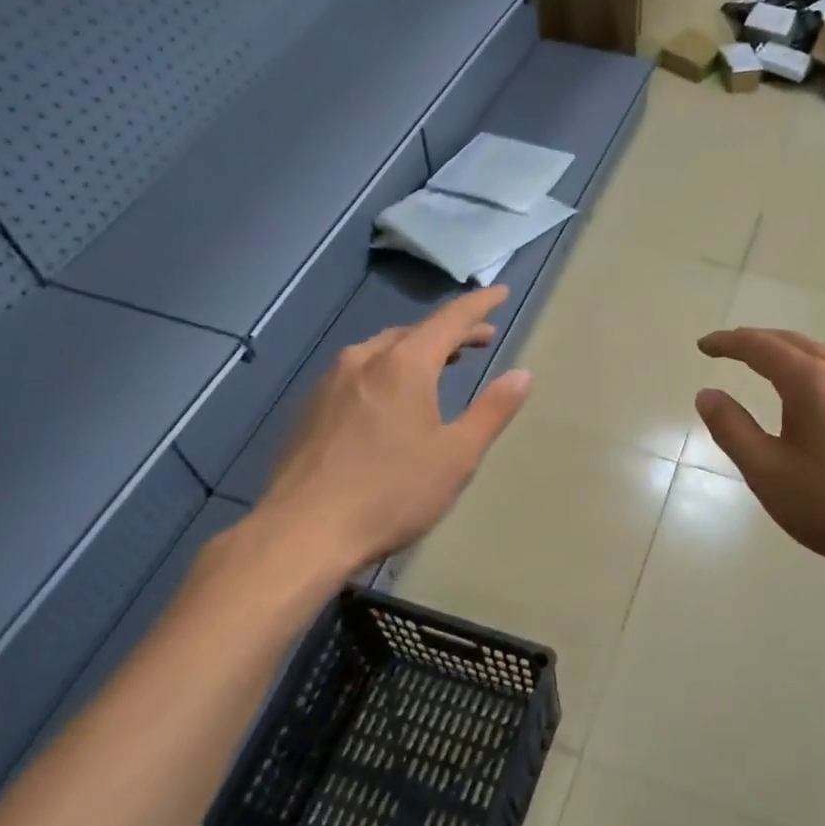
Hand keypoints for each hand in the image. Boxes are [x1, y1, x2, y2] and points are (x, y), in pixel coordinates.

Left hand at [241, 287, 531, 581]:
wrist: (302, 533)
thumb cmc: (391, 493)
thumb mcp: (457, 455)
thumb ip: (492, 410)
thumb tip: (522, 374)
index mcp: (403, 365)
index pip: (450, 319)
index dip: (480, 305)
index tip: (501, 292)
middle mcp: (364, 360)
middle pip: (415, 332)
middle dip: (451, 333)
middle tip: (480, 343)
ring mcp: (331, 382)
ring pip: (383, 351)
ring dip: (417, 352)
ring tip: (440, 367)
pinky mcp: (311, 408)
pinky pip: (359, 372)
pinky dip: (388, 371)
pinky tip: (391, 400)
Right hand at [695, 328, 824, 592]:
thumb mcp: (766, 470)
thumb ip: (731, 427)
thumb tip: (708, 394)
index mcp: (811, 380)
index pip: (760, 346)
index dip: (728, 343)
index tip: (703, 345)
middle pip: (791, 342)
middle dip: (755, 341)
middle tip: (725, 349)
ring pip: (818, 354)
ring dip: (784, 352)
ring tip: (760, 363)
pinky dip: (808, 368)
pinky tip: (805, 391)